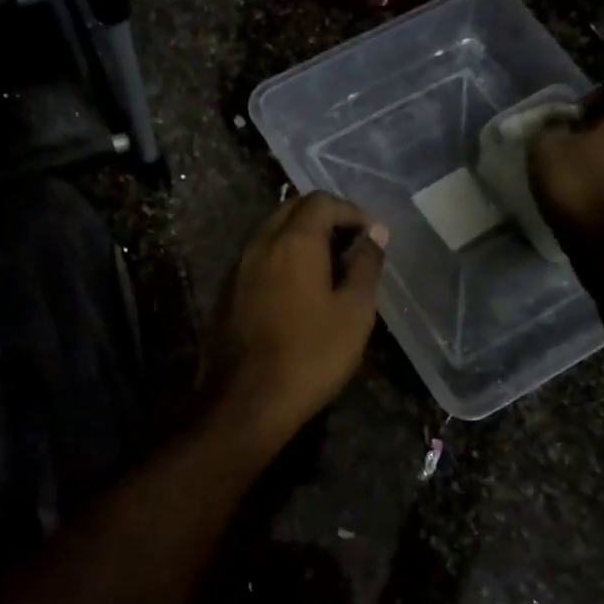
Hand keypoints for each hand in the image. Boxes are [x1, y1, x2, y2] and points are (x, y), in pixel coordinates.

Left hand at [204, 192, 387, 455]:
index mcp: (293, 242)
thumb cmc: (311, 355)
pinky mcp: (227, 292)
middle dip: (324, 219)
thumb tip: (375, 233)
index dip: (350, 211)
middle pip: (292, 211)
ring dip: (301, 238)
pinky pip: (259, 258)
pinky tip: (299, 289)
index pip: (321, 202)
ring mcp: (238, 268)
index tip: (371, 235)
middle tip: (351, 246)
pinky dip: (282, 259)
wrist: (246, 401)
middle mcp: (260, 244)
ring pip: (272, 233)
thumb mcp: (354, 312)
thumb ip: (365, 266)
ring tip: (330, 267)